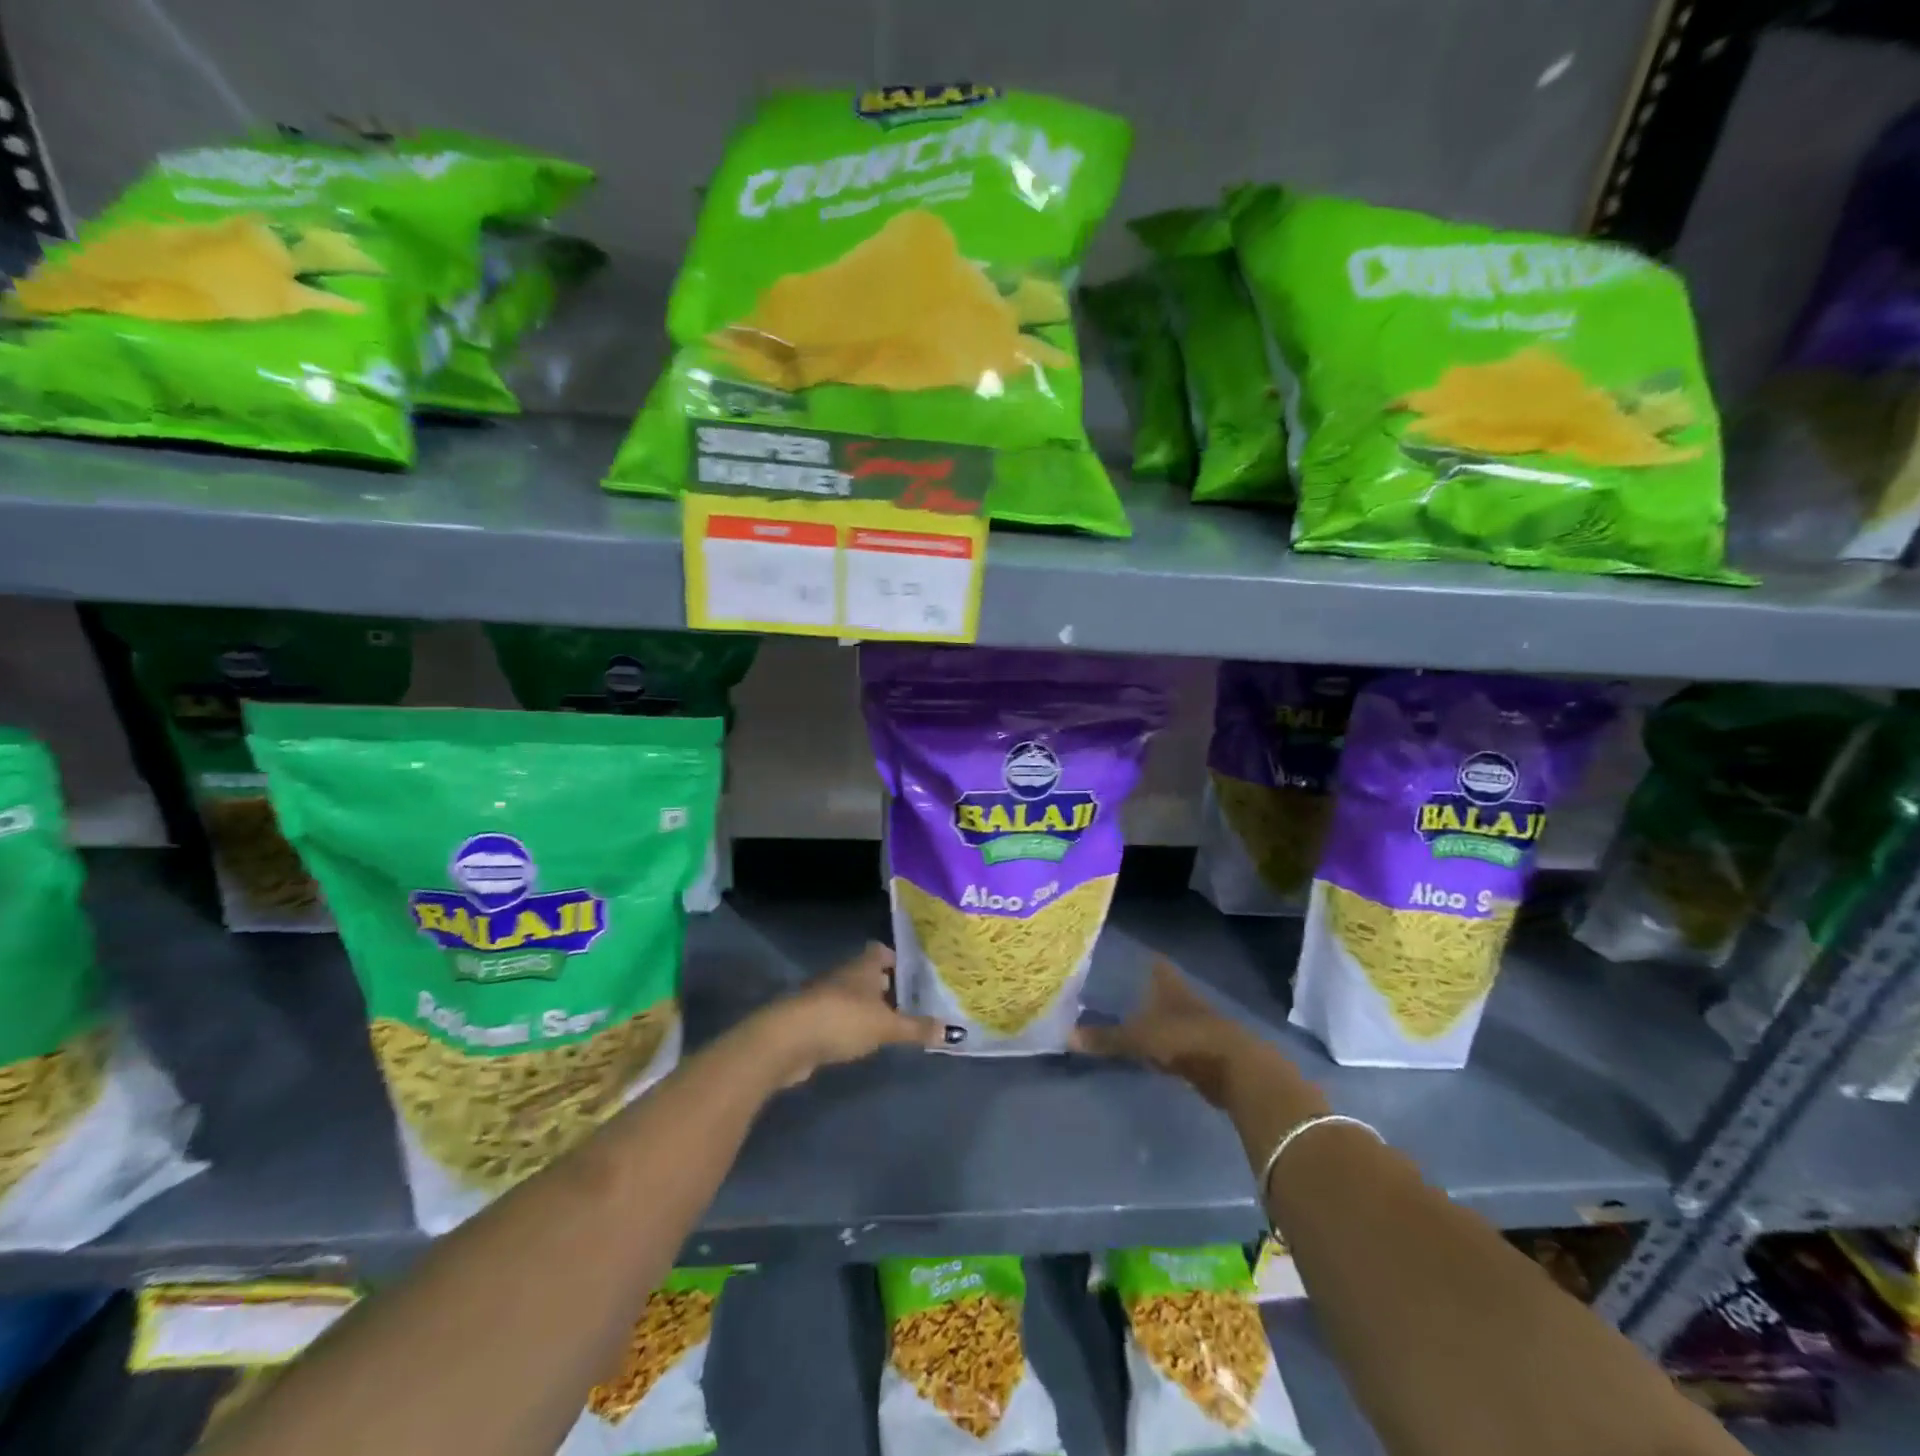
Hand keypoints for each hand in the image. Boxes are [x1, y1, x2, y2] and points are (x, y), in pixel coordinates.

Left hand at [757, 943, 939, 1087]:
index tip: (917, 975)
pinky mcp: (811, 1020)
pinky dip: (851, 1025)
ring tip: (891, 1025)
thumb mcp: (886, 1026)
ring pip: (853, 996)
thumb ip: (917, 1028)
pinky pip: (838, 1017)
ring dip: (868, 1007)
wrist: (787, 1040)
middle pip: (868, 974)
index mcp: (863, 966)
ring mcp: (824, 996)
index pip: (882, 951)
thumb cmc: (842, 1019)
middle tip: (912, 1002)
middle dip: (887, 986)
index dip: (898, 960)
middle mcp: (844, 974)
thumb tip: (953, 1030)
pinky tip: (862, 1041)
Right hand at [1072, 957, 1280, 1107]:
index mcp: (1168, 985)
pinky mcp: (1204, 1050)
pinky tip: (1150, 1049)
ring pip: (1169, 1015)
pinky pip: (1176, 1041)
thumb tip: (1066, 1037)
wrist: (1235, 1069)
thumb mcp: (1138, 1039)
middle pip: (1161, 989)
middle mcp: (1183, 997)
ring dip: (1154, 1018)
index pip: (1153, 964)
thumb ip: (1105, 1038)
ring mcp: (1196, 1023)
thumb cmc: (1184, 1039)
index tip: (1123, 954)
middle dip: (1143, 989)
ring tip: (1127, 1018)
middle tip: (1115, 988)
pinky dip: (1164, 1044)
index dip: (1140, 958)